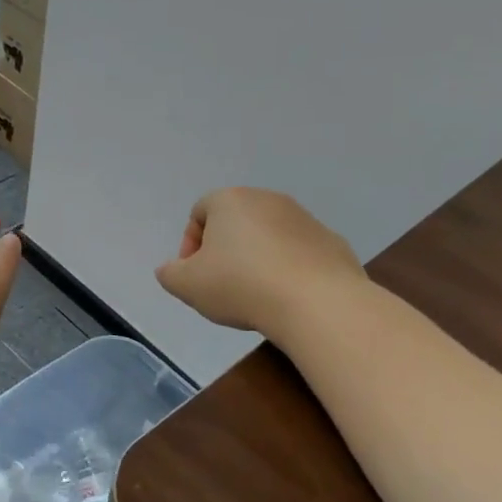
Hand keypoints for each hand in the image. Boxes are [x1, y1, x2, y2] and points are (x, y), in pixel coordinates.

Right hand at [155, 188, 364, 338]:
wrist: (316, 301)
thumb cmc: (241, 285)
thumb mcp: (187, 286)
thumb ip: (170, 274)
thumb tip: (171, 269)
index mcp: (230, 200)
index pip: (199, 212)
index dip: (190, 244)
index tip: (194, 275)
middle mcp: (267, 199)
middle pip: (235, 221)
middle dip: (224, 250)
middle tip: (221, 285)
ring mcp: (303, 218)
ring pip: (268, 236)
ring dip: (257, 258)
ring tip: (255, 294)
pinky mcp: (330, 241)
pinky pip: (298, 252)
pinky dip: (287, 269)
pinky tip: (286, 297)